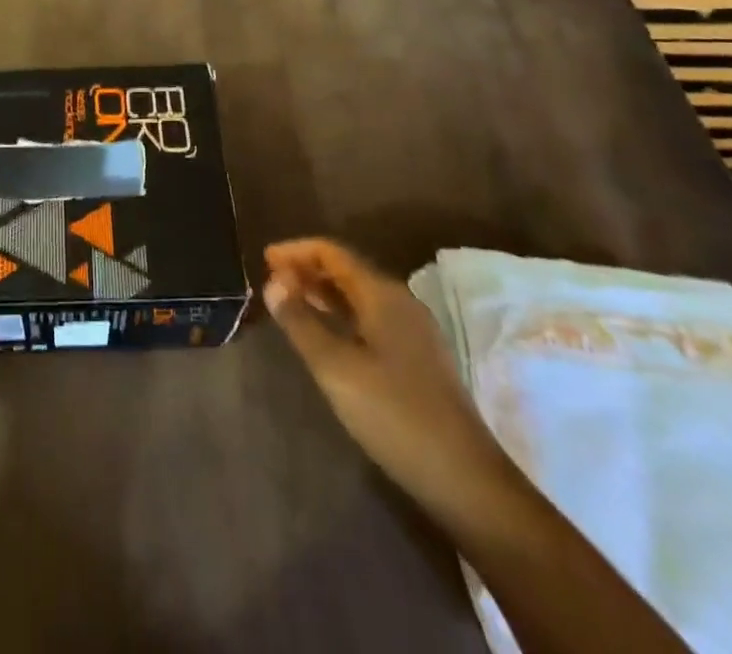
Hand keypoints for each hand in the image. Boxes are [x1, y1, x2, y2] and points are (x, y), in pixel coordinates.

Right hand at [263, 239, 522, 524]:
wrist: (466, 480)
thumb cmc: (395, 415)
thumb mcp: (336, 369)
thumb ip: (301, 322)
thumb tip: (272, 282)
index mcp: (383, 295)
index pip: (332, 253)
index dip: (296, 251)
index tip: (265, 259)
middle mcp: (400, 302)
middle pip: (347, 270)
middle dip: (308, 269)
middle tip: (272, 280)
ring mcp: (413, 331)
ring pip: (359, 295)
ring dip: (323, 292)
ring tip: (291, 302)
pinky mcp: (418, 358)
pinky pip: (370, 317)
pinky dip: (341, 314)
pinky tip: (327, 334)